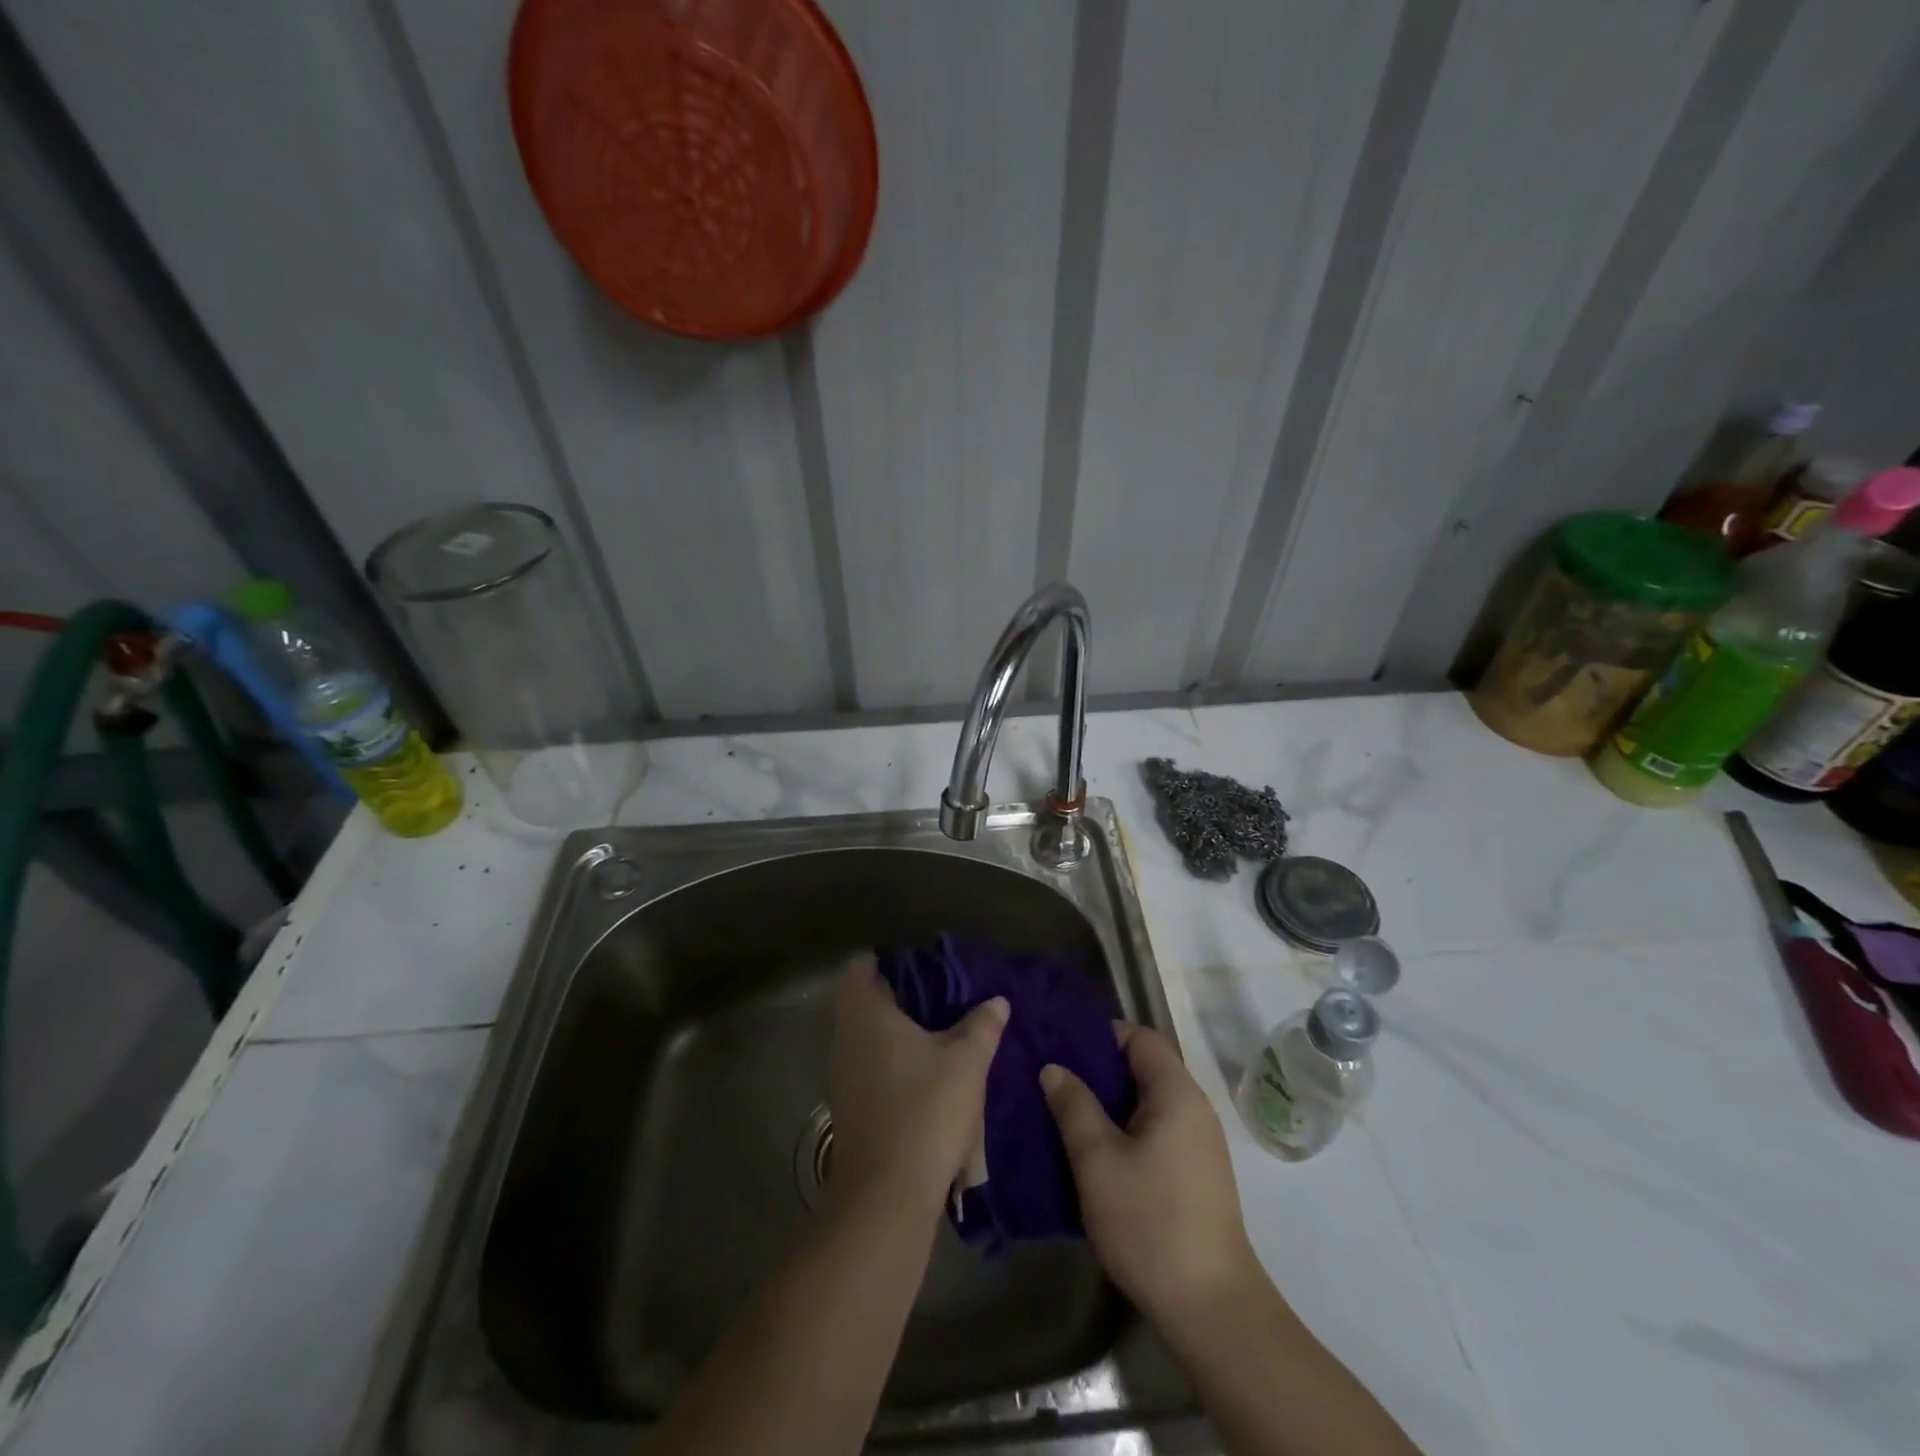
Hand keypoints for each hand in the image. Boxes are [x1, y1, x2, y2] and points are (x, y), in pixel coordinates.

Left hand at [828, 953, 1008, 1209]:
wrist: (886, 1195)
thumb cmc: (925, 1109)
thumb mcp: (966, 1061)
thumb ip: (982, 1025)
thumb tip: (997, 1001)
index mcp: (865, 1012)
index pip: (861, 965)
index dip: (889, 960)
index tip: (924, 967)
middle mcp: (845, 1036)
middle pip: (866, 1000)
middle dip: (903, 996)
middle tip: (944, 997)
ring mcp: (843, 1073)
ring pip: (870, 1035)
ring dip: (901, 1032)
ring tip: (945, 1033)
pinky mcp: (851, 1105)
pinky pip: (872, 1065)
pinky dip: (896, 1061)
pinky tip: (931, 1074)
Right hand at [1041, 1024, 1257, 1326]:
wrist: (1210, 1308)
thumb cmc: (1150, 1221)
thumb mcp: (1097, 1160)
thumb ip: (1074, 1106)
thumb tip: (1054, 1068)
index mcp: (1176, 1092)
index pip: (1139, 1037)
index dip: (1100, 1035)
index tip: (1061, 1045)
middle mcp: (1194, 1108)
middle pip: (1143, 1068)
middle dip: (1098, 1071)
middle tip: (1053, 1079)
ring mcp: (1199, 1143)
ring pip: (1146, 1103)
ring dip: (1108, 1104)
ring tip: (1064, 1113)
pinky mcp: (1196, 1174)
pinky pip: (1155, 1131)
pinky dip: (1124, 1130)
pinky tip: (1093, 1152)